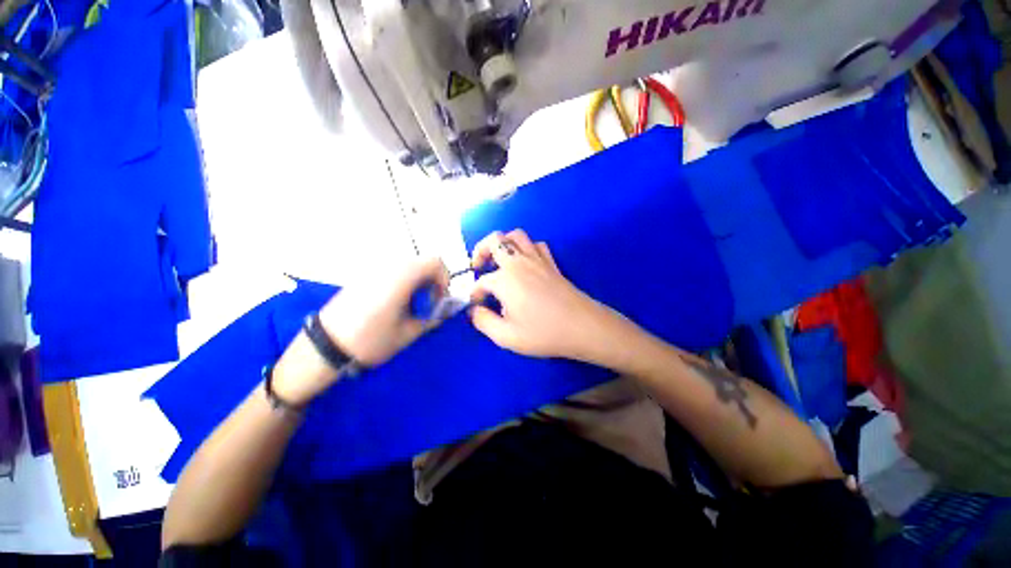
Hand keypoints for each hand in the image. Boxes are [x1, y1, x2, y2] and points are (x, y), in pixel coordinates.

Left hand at [319, 257, 449, 365]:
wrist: (324, 346)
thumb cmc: (370, 340)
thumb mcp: (408, 334)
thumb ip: (432, 319)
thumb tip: (443, 312)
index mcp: (402, 277)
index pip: (435, 262)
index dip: (445, 278)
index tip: (439, 298)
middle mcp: (389, 266)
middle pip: (422, 263)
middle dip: (432, 281)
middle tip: (428, 304)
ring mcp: (374, 269)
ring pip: (408, 267)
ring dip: (418, 282)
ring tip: (412, 305)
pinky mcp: (364, 276)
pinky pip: (393, 271)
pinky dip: (403, 282)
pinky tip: (395, 303)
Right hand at [469, 230, 625, 362]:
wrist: (582, 326)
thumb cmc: (543, 332)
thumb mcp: (506, 336)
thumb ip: (483, 321)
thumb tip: (474, 310)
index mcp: (505, 279)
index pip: (481, 281)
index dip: (475, 293)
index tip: (477, 306)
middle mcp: (518, 262)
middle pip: (494, 240)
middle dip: (480, 250)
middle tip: (478, 267)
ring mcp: (537, 259)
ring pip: (516, 235)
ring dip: (503, 243)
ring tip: (499, 260)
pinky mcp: (551, 263)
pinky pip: (536, 244)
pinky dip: (526, 248)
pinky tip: (524, 263)